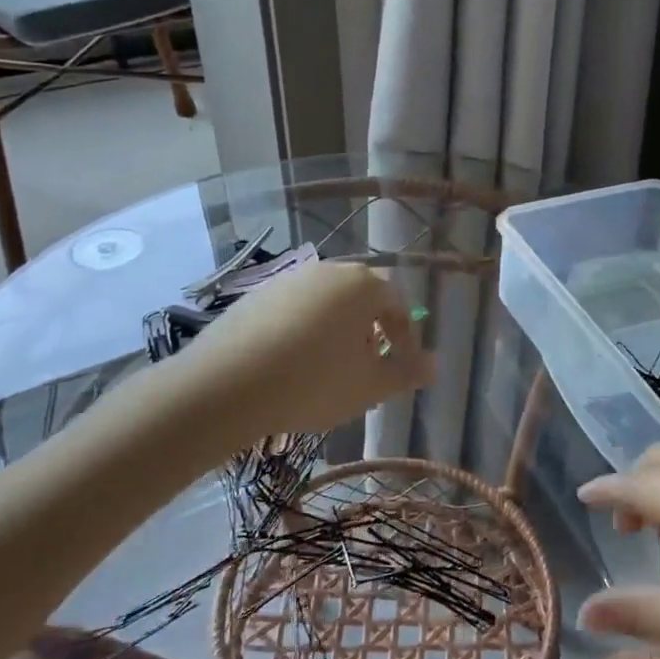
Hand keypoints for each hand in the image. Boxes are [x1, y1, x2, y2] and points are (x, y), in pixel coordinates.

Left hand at [183, 262, 434, 436]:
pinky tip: (292, 366)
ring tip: (330, 372)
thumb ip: (406, 373)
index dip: (406, 338)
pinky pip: (294, 311)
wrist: (225, 385)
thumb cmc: (313, 383)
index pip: (398, 304)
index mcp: (362, 285)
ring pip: (326, 304)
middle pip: (361, 299)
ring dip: (337, 333)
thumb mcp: (370, 386)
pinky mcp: (255, 296)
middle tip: (368, 370)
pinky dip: (304, 333)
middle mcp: (326, 271)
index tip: (403, 367)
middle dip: (371, 334)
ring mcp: (287, 280)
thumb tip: (434, 365)